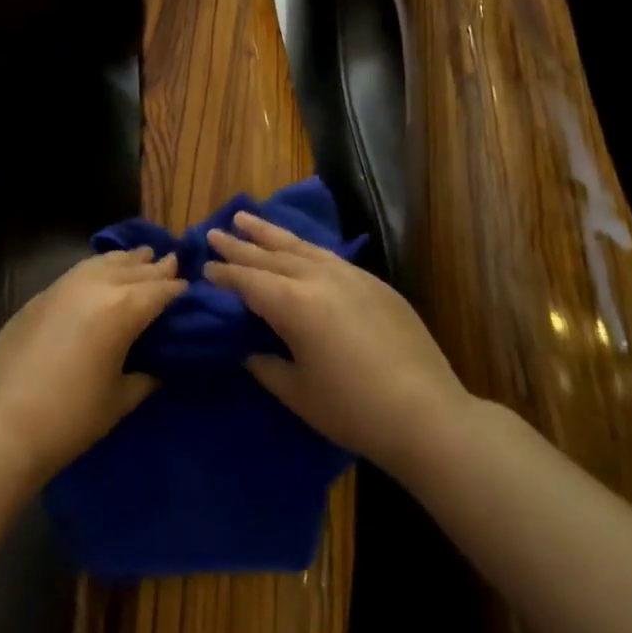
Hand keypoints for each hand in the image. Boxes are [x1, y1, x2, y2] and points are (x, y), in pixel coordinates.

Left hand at [0, 248, 184, 483]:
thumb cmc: (69, 419)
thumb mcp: (120, 400)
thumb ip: (145, 376)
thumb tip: (157, 367)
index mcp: (123, 309)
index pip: (161, 290)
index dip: (179, 289)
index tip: (192, 290)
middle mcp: (95, 286)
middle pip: (133, 269)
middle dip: (155, 267)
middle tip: (173, 263)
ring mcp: (63, 287)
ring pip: (102, 262)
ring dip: (125, 260)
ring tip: (141, 256)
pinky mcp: (39, 296)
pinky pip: (78, 271)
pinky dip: (97, 268)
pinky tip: (100, 274)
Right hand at [206, 211, 469, 480]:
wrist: (427, 414)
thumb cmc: (353, 410)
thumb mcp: (297, 393)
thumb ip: (266, 365)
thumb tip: (249, 350)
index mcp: (293, 304)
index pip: (248, 281)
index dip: (224, 274)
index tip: (204, 266)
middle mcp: (318, 279)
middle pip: (270, 255)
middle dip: (239, 244)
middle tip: (214, 231)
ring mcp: (350, 276)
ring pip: (301, 246)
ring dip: (271, 233)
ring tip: (247, 218)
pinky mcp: (374, 284)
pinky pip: (328, 256)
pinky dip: (305, 248)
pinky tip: (299, 247)